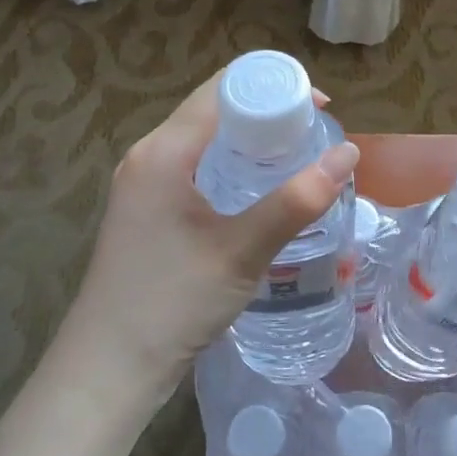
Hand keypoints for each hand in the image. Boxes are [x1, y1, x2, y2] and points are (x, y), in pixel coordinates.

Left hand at [59, 70, 359, 406]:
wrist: (108, 369)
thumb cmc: (172, 302)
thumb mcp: (242, 250)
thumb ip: (296, 200)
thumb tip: (348, 153)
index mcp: (163, 151)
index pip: (221, 90)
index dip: (272, 86)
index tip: (319, 106)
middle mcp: (148, 156)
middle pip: (212, 110)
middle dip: (265, 111)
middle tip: (315, 131)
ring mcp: (142, 184)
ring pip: (203, 140)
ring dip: (248, 139)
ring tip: (296, 154)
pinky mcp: (146, 209)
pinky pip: (194, 166)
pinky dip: (229, 164)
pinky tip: (258, 187)